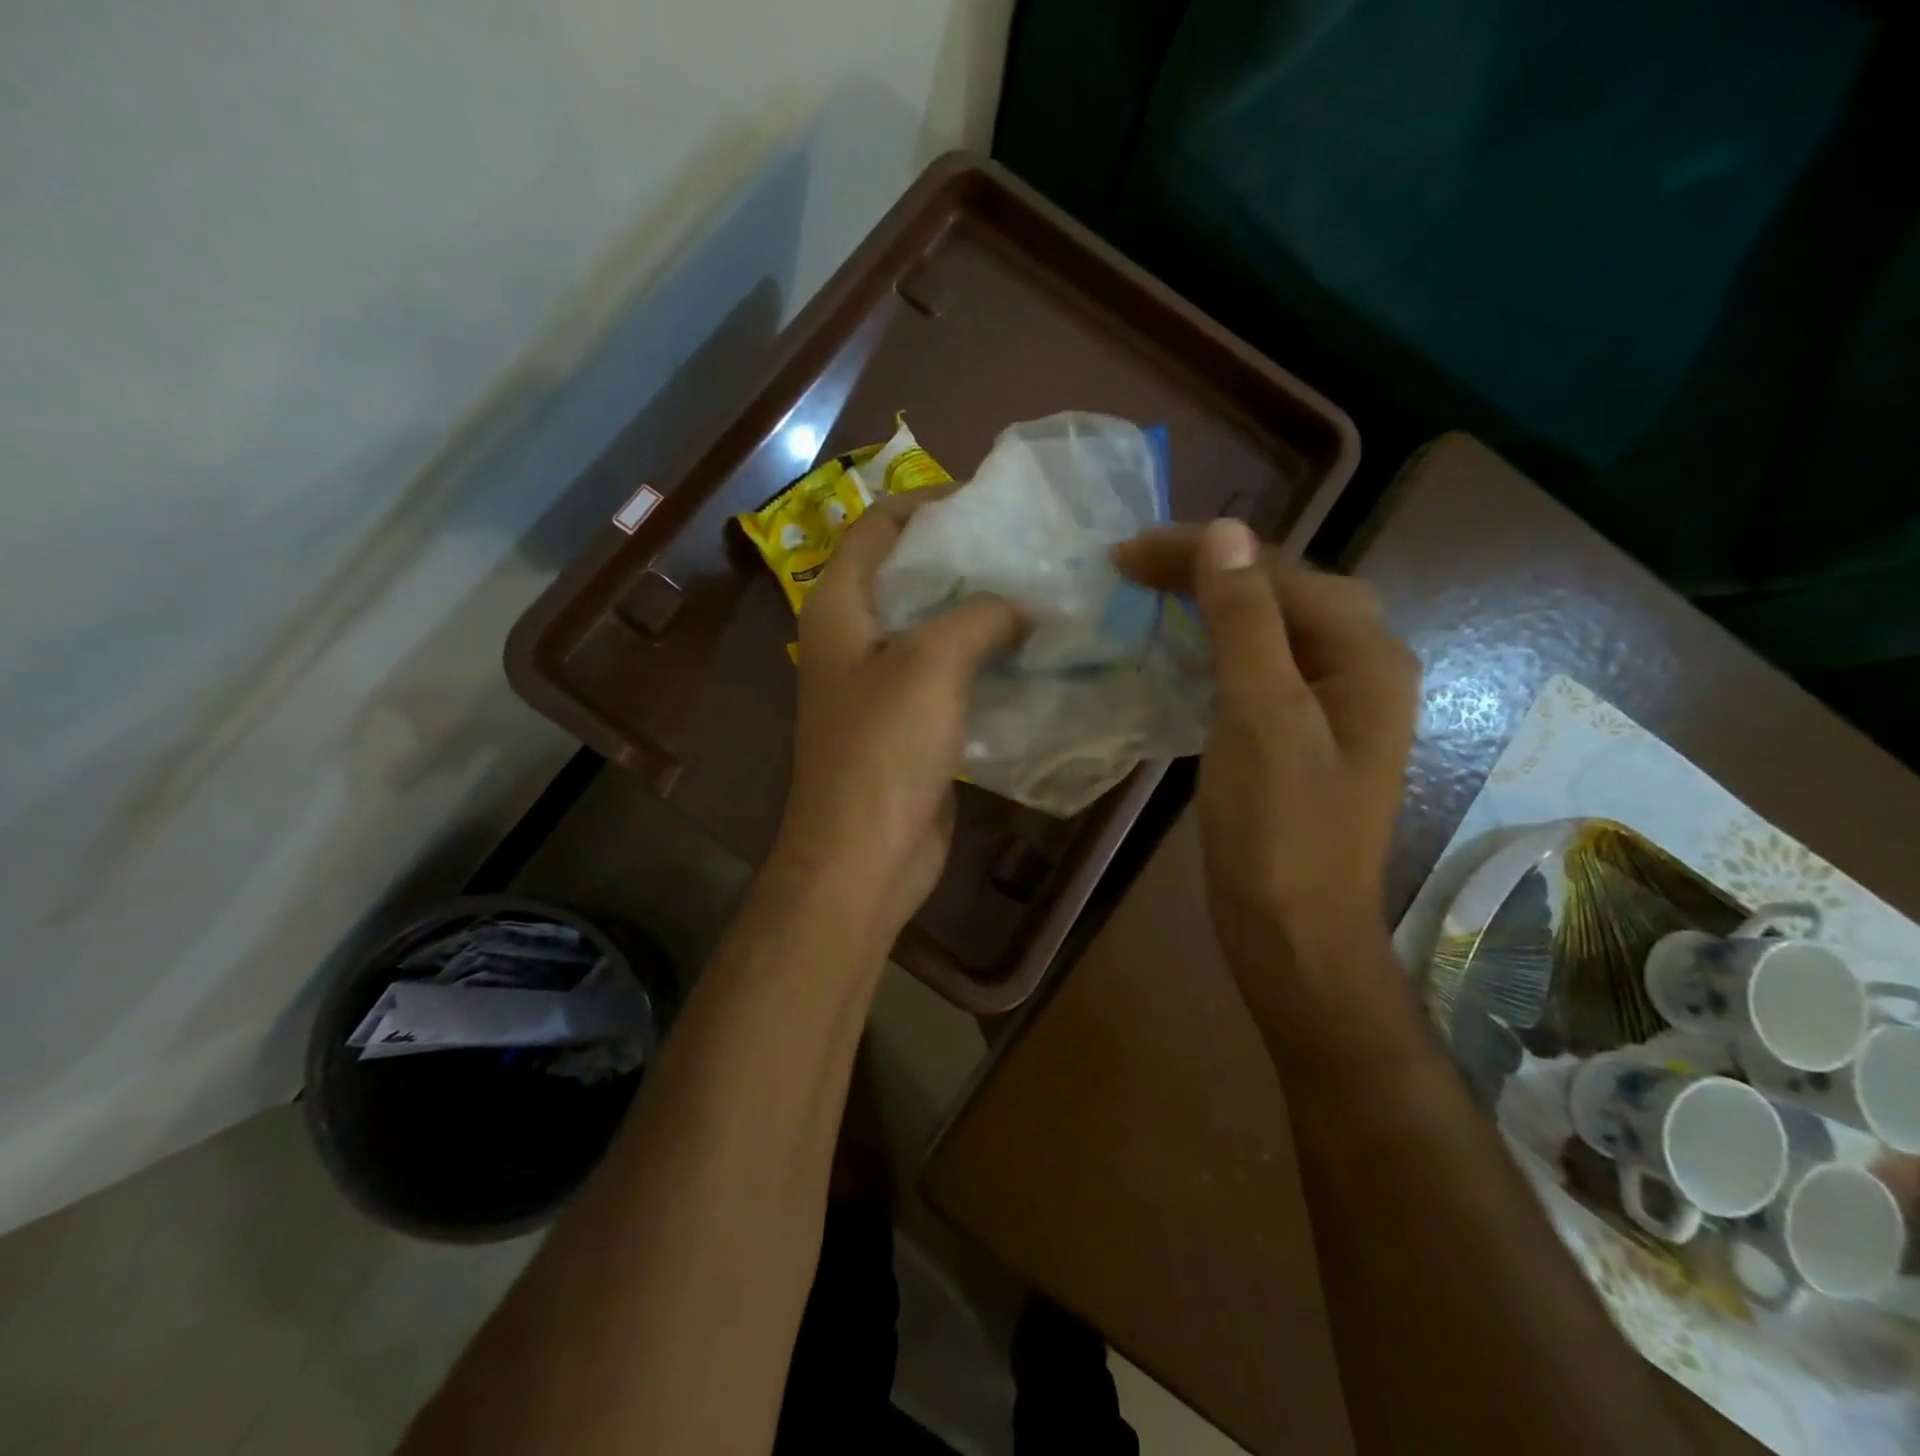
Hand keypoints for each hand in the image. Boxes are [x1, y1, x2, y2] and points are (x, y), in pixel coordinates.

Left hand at [771, 492, 1021, 940]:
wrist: (865, 853)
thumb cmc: (884, 748)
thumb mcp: (932, 661)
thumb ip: (981, 614)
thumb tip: (1023, 604)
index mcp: (839, 606)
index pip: (878, 526)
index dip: (928, 505)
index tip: (991, 505)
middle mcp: (854, 637)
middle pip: (911, 574)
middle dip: (967, 559)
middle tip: (1031, 550)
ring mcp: (881, 682)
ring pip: (935, 627)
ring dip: (983, 613)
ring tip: (1044, 594)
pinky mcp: (909, 722)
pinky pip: (950, 675)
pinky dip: (986, 660)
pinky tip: (1034, 653)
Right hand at [1116, 520, 1420, 972]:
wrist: (1292, 936)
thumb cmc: (1280, 832)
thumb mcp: (1262, 718)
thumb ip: (1246, 623)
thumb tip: (1224, 533)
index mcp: (1367, 656)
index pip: (1280, 574)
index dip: (1203, 554)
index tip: (1126, 554)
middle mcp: (1359, 670)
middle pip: (1279, 593)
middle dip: (1205, 571)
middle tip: (1130, 568)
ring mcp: (1330, 707)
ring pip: (1265, 631)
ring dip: (1206, 607)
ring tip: (1145, 596)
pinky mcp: (1297, 737)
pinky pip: (1255, 671)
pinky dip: (1212, 651)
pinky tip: (1175, 654)